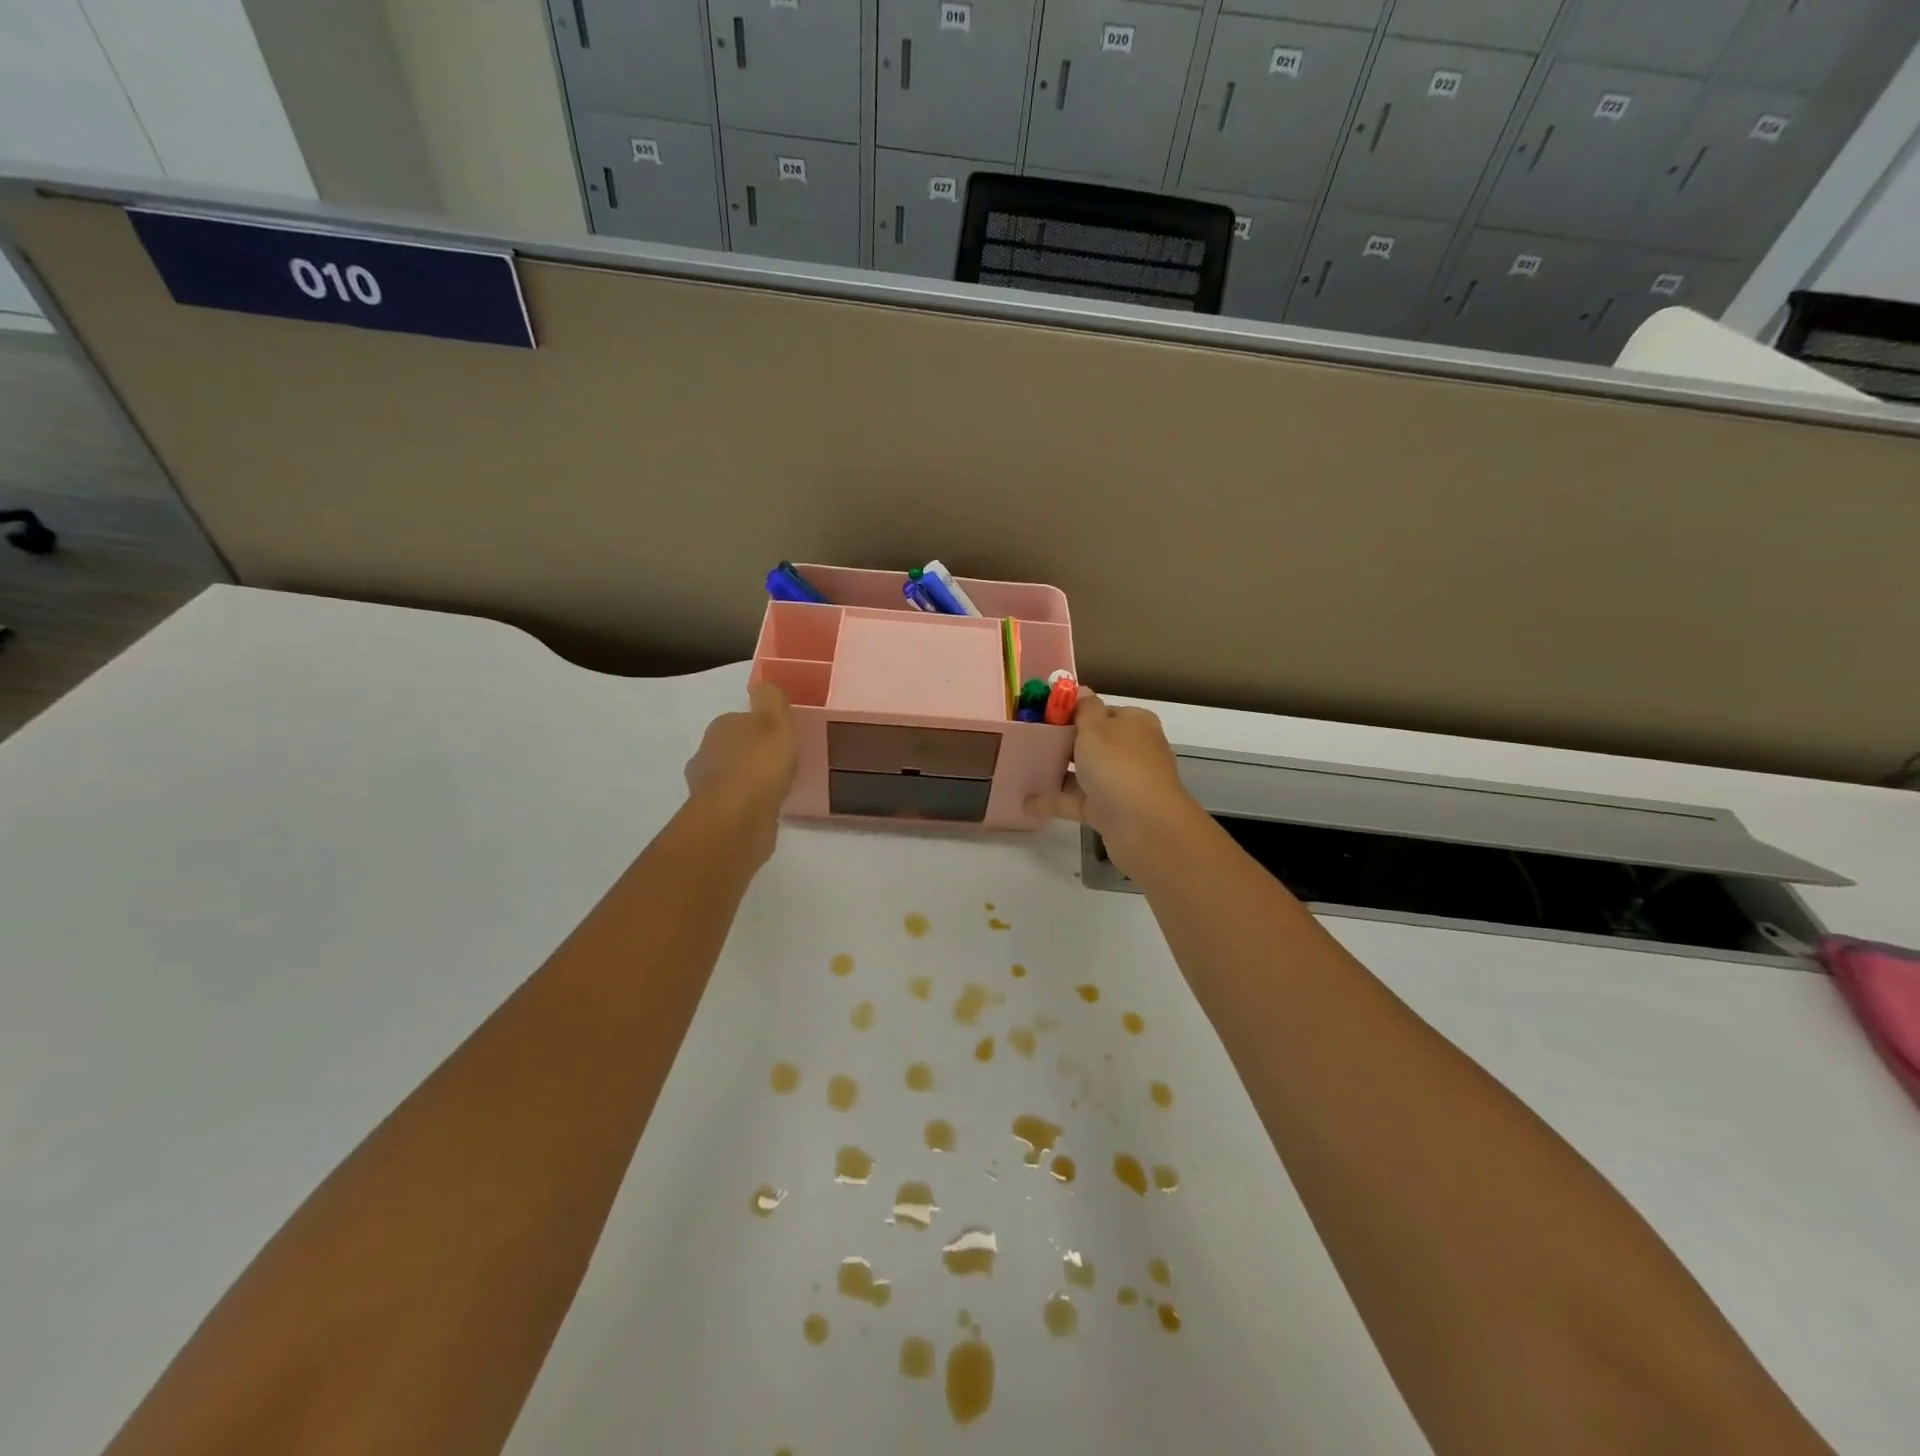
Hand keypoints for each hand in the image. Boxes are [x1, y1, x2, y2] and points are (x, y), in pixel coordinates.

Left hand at [684, 681, 798, 863]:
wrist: (738, 818)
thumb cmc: (760, 763)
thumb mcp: (776, 721)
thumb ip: (772, 699)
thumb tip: (764, 685)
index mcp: (720, 727)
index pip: (740, 720)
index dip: (761, 726)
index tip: (781, 737)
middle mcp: (707, 753)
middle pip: (733, 748)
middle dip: (753, 753)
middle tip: (781, 762)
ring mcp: (707, 787)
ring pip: (731, 776)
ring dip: (749, 780)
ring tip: (776, 787)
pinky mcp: (714, 816)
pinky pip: (736, 803)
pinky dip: (748, 803)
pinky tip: (767, 809)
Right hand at [1025, 693, 1205, 878]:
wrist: (1142, 824)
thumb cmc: (1118, 764)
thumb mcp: (1096, 727)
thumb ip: (1084, 708)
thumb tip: (1082, 690)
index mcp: (1135, 724)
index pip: (1103, 711)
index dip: (1075, 712)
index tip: (1044, 716)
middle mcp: (1131, 751)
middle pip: (1093, 743)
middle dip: (1063, 743)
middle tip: (1028, 741)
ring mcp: (1121, 783)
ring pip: (1084, 773)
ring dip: (1057, 772)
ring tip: (1022, 769)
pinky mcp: (1109, 811)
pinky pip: (1076, 801)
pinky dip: (1054, 801)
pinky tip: (1026, 802)